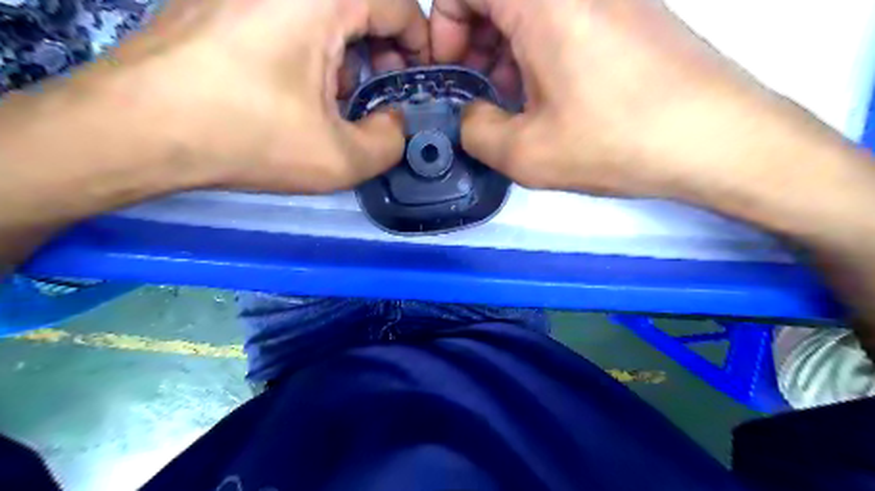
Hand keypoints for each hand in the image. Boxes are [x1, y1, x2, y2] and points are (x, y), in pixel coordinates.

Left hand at [96, 0, 430, 193]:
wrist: (136, 129)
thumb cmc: (246, 138)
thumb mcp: (339, 159)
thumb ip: (390, 142)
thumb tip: (396, 123)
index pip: (401, 5)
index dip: (420, 47)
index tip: (414, 84)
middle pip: (364, 3)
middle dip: (384, 51)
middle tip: (379, 96)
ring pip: (327, 9)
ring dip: (346, 50)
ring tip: (339, 98)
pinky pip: (290, 12)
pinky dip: (311, 45)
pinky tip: (300, 86)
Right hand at [432, 0, 793, 198]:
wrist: (717, 140)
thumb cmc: (616, 141)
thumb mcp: (526, 154)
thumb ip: (475, 132)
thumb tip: (469, 117)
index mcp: (542, 1)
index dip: (444, 28)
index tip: (454, 74)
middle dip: (473, 45)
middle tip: (480, 96)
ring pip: (529, 12)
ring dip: (506, 53)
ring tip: (513, 105)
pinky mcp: (628, 12)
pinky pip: (561, 20)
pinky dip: (539, 53)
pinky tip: (548, 98)